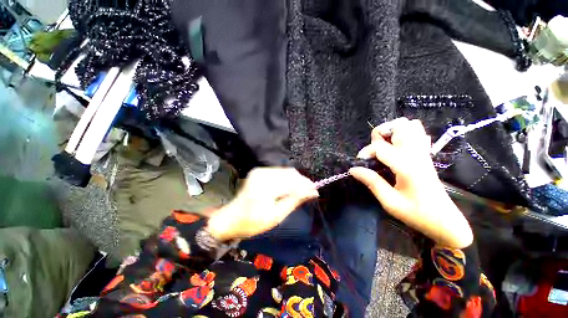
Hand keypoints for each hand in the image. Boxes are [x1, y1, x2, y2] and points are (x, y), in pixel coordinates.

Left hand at [206, 168, 318, 240]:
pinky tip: (289, 187)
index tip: (316, 192)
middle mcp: (262, 174)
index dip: (306, 185)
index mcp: (265, 187)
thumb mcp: (276, 216)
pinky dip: (287, 178)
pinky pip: (279, 172)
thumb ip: (294, 201)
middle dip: (302, 182)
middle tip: (309, 192)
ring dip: (295, 180)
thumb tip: (312, 192)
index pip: (292, 182)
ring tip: (301, 191)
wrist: (232, 217)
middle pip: (290, 173)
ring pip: (286, 171)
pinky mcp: (259, 171)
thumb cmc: (253, 222)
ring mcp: (260, 171)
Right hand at [349, 118, 472, 247]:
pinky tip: (396, 146)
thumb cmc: (416, 214)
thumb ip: (372, 182)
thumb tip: (353, 169)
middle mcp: (416, 155)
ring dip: (393, 131)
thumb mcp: (390, 202)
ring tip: (383, 145)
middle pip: (400, 126)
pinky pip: (418, 134)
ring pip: (411, 126)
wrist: (445, 221)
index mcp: (407, 167)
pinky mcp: (425, 156)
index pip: (381, 147)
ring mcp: (423, 153)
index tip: (359, 163)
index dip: (366, 152)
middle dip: (381, 133)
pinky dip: (405, 134)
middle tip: (373, 150)